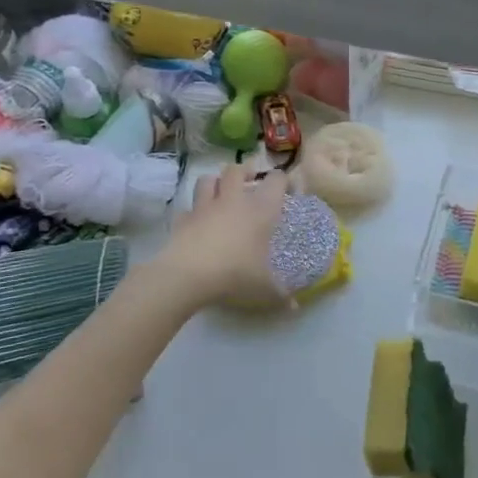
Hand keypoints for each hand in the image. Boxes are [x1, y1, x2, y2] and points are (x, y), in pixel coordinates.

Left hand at [157, 166, 290, 308]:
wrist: (187, 276)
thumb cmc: (235, 274)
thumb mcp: (264, 289)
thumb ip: (281, 295)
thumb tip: (295, 308)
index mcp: (260, 209)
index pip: (276, 180)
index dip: (283, 181)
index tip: (287, 189)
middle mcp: (233, 201)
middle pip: (236, 170)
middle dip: (244, 171)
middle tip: (250, 181)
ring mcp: (204, 208)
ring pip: (207, 180)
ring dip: (215, 183)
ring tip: (221, 194)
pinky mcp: (182, 220)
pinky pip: (187, 209)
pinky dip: (192, 212)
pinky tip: (196, 223)